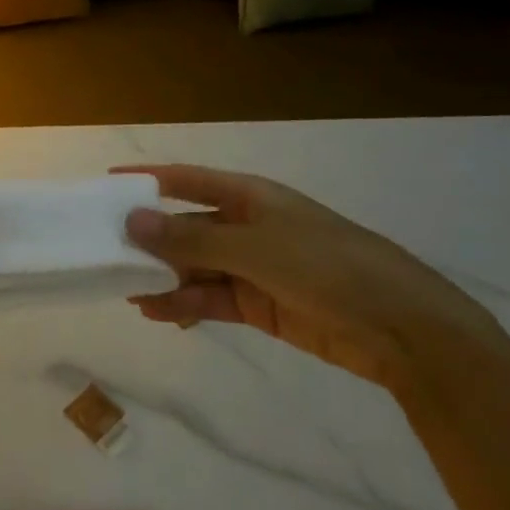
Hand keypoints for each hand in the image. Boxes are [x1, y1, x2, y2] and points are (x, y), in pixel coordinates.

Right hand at [120, 164, 501, 390]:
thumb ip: (191, 237)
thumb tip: (132, 220)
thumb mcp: (255, 248)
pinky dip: (185, 306)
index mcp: (249, 197)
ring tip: (128, 293)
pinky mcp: (260, 304)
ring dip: (164, 279)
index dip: (146, 180)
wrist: (403, 330)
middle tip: (106, 255)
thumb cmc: (328, 267)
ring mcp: (253, 266)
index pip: (185, 180)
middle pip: (186, 226)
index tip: (106, 186)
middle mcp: (246, 226)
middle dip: (149, 240)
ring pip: (194, 267)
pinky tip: (161, 314)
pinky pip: (211, 298)